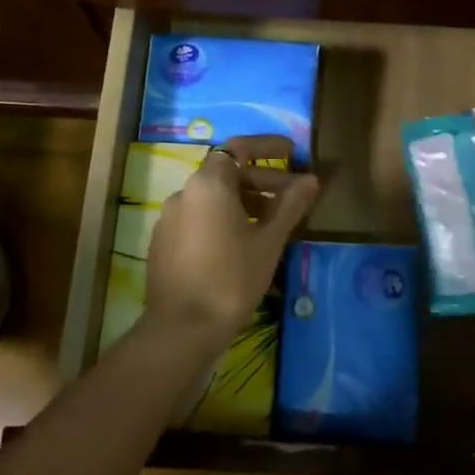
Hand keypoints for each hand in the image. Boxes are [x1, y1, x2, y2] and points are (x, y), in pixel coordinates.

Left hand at [146, 135, 319, 342]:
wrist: (182, 328)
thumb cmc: (231, 278)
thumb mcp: (269, 241)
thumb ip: (290, 205)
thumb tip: (311, 179)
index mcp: (208, 184)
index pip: (239, 148)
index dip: (267, 146)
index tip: (292, 153)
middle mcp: (184, 192)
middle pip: (227, 173)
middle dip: (262, 180)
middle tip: (293, 198)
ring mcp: (169, 218)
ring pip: (212, 198)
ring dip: (244, 202)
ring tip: (271, 225)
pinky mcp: (163, 242)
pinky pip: (198, 218)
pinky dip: (223, 219)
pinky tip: (241, 244)